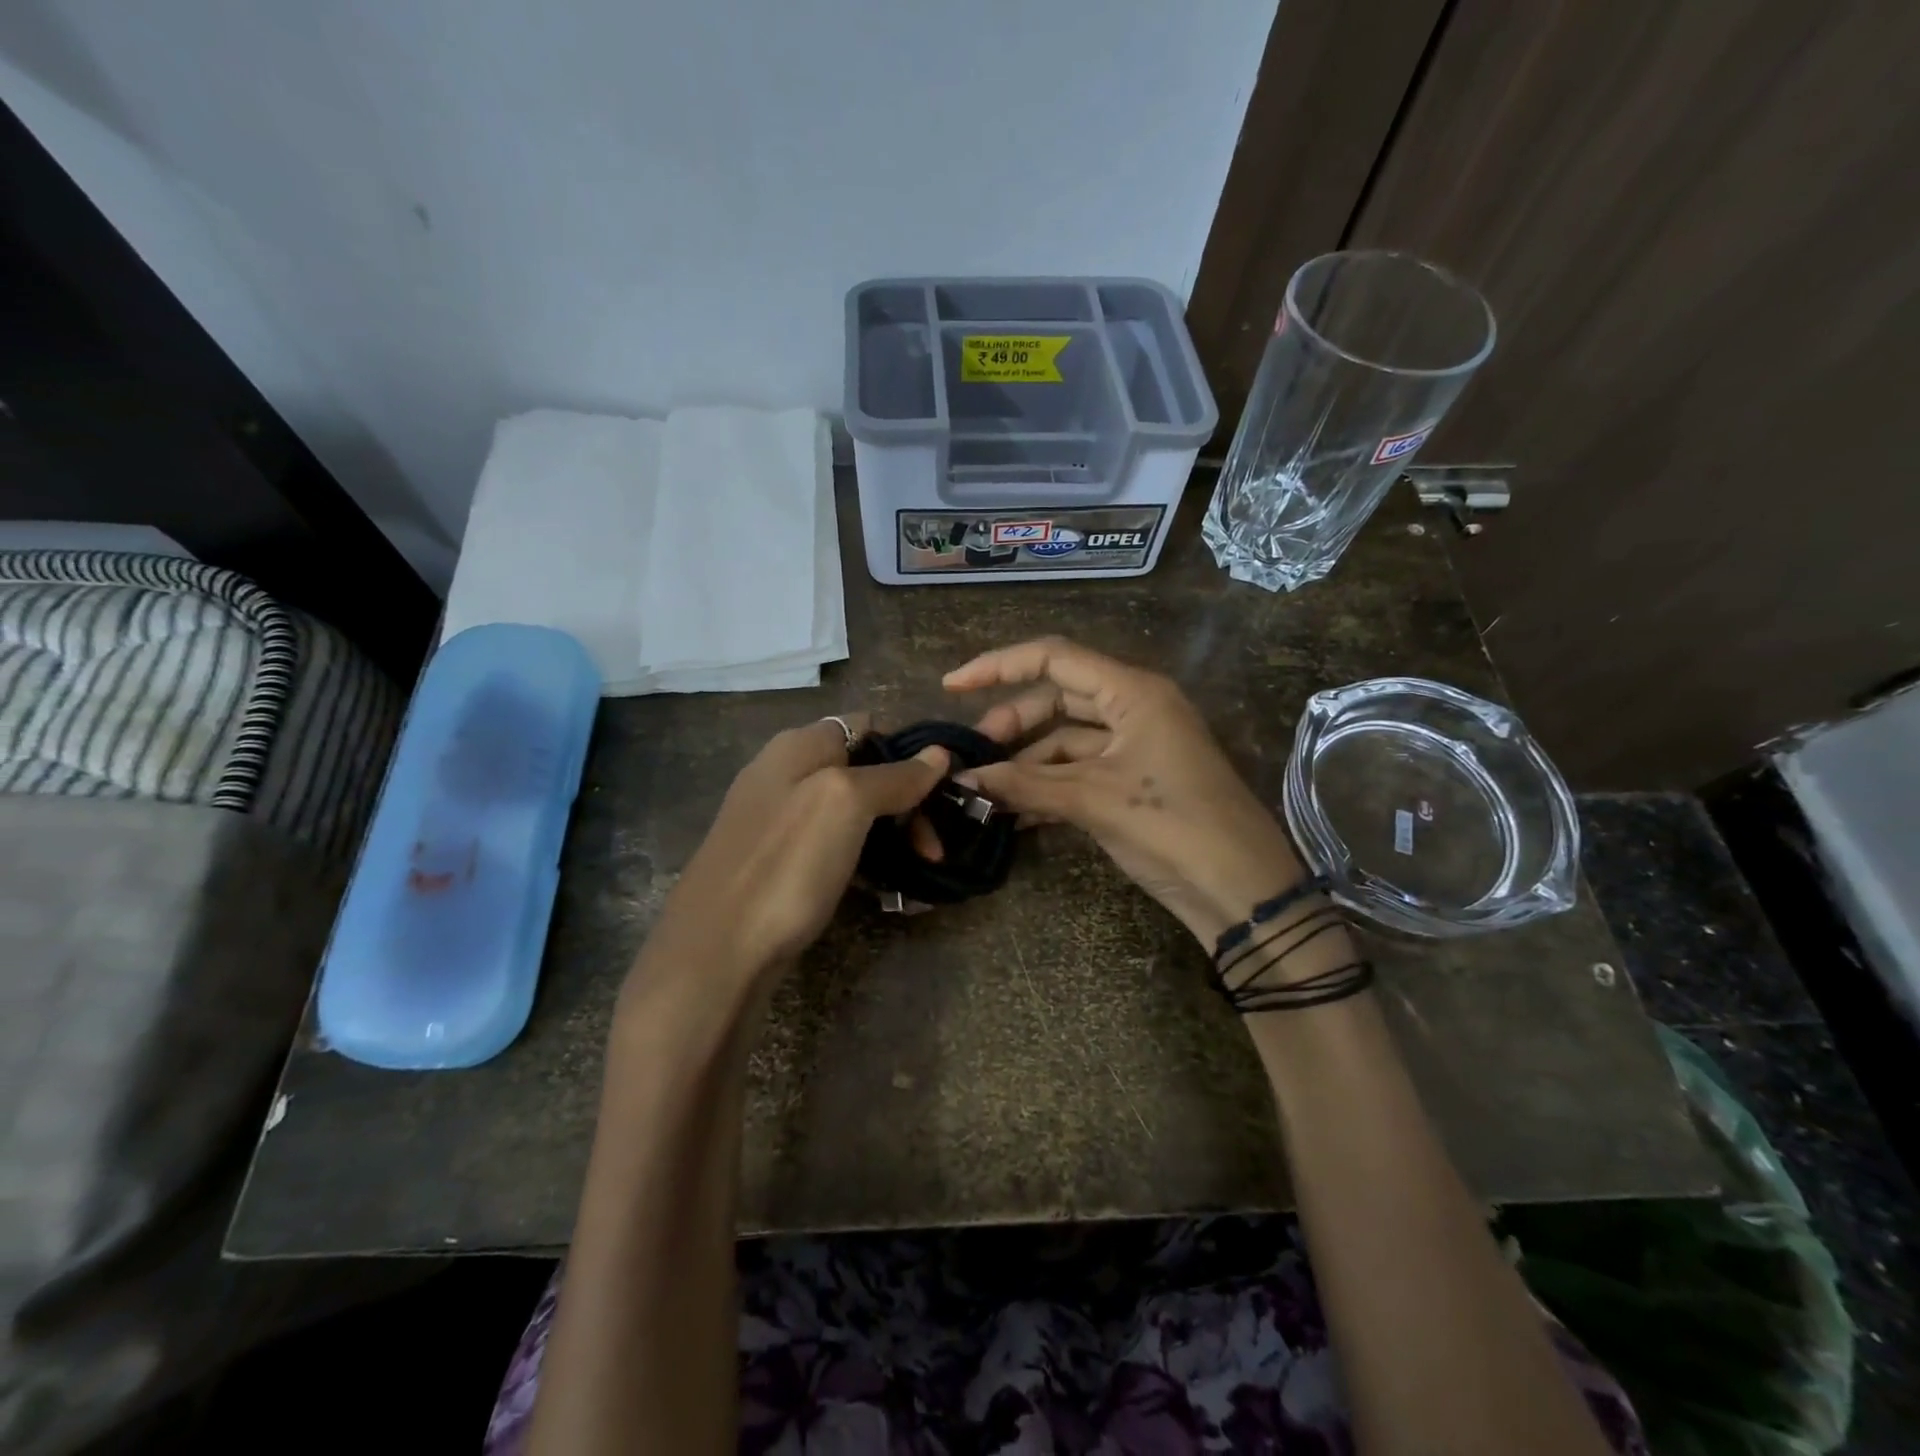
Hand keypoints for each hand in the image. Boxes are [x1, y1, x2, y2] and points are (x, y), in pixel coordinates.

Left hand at [641, 714, 948, 985]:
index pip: (868, 727)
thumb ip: (893, 776)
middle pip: (865, 771)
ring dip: (893, 837)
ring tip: (924, 869)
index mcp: (798, 746)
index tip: (943, 791)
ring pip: (854, 814)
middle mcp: (787, 774)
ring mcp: (780, 822)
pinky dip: (867, 862)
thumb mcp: (845, 805)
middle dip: (908, 802)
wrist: (715, 955)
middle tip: (935, 847)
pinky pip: (836, 848)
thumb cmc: (785, 866)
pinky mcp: (781, 864)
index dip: (909, 753)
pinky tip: (888, 889)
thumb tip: (939, 753)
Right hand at [945, 637, 1305, 946]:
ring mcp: (1135, 746)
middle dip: (1012, 723)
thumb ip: (1025, 784)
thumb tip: (964, 779)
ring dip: (1027, 763)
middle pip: (1058, 699)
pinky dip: (1048, 787)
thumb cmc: (1172, 826)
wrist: (1241, 889)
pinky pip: (1080, 771)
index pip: (1054, 659)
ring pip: (1066, 740)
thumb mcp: (1093, 800)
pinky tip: (1014, 812)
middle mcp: (1134, 708)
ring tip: (987, 791)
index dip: (999, 666)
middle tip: (975, 755)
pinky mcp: (1133, 781)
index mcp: (1133, 692)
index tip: (952, 687)